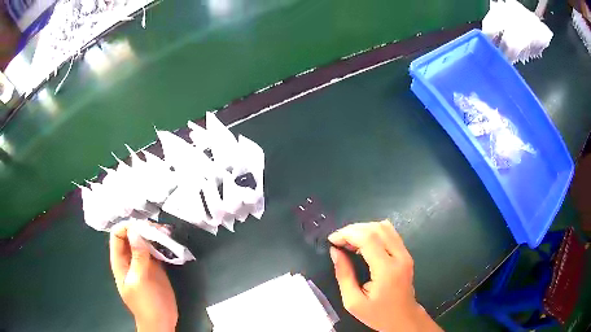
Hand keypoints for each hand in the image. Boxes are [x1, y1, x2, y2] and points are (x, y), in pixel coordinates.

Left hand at [110, 222, 177, 331]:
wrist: (161, 321)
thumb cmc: (145, 303)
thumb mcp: (139, 280)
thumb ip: (137, 256)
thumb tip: (136, 231)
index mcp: (120, 261)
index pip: (118, 235)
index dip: (127, 227)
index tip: (143, 226)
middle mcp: (130, 258)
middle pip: (132, 235)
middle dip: (142, 228)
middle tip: (158, 229)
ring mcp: (143, 262)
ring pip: (144, 241)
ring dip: (153, 235)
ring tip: (166, 232)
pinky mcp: (155, 267)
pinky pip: (155, 250)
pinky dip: (161, 244)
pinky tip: (169, 241)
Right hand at [328, 220, 441, 331]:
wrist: (403, 318)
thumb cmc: (377, 314)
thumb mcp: (353, 302)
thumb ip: (344, 275)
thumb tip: (335, 252)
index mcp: (387, 270)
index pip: (368, 238)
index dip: (347, 234)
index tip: (332, 240)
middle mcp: (400, 257)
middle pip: (376, 229)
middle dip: (353, 230)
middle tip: (338, 241)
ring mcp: (405, 254)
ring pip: (384, 227)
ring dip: (363, 229)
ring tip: (349, 242)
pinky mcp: (406, 254)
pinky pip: (390, 233)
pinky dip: (374, 232)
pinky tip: (363, 243)